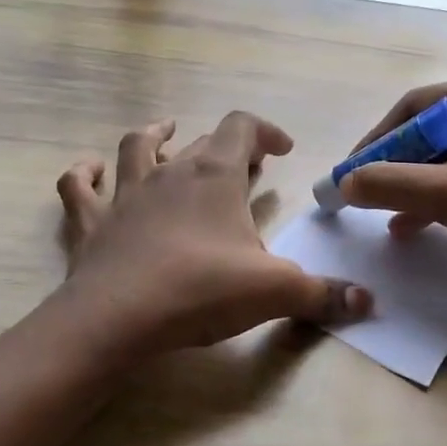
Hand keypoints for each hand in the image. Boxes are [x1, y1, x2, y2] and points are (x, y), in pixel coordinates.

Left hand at [56, 112, 370, 356]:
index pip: (242, 128)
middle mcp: (169, 172)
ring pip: (137, 147)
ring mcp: (125, 194)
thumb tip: (368, 302)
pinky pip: (79, 186)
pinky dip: (84, 174)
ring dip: (154, 137)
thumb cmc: (201, 291)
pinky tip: (90, 170)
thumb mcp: (274, 292)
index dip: (265, 131)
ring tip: (168, 134)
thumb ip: (323, 295)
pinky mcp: (92, 222)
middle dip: (226, 149)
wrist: (118, 317)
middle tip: (244, 168)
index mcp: (214, 176)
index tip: (282, 151)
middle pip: (200, 142)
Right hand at [338, 73, 446, 298]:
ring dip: (419, 181)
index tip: (354, 171)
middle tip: (371, 190)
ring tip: (389, 211)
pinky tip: (418, 221)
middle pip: (435, 127)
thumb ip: (389, 184)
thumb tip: (345, 182)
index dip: (377, 139)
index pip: (415, 105)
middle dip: (398, 163)